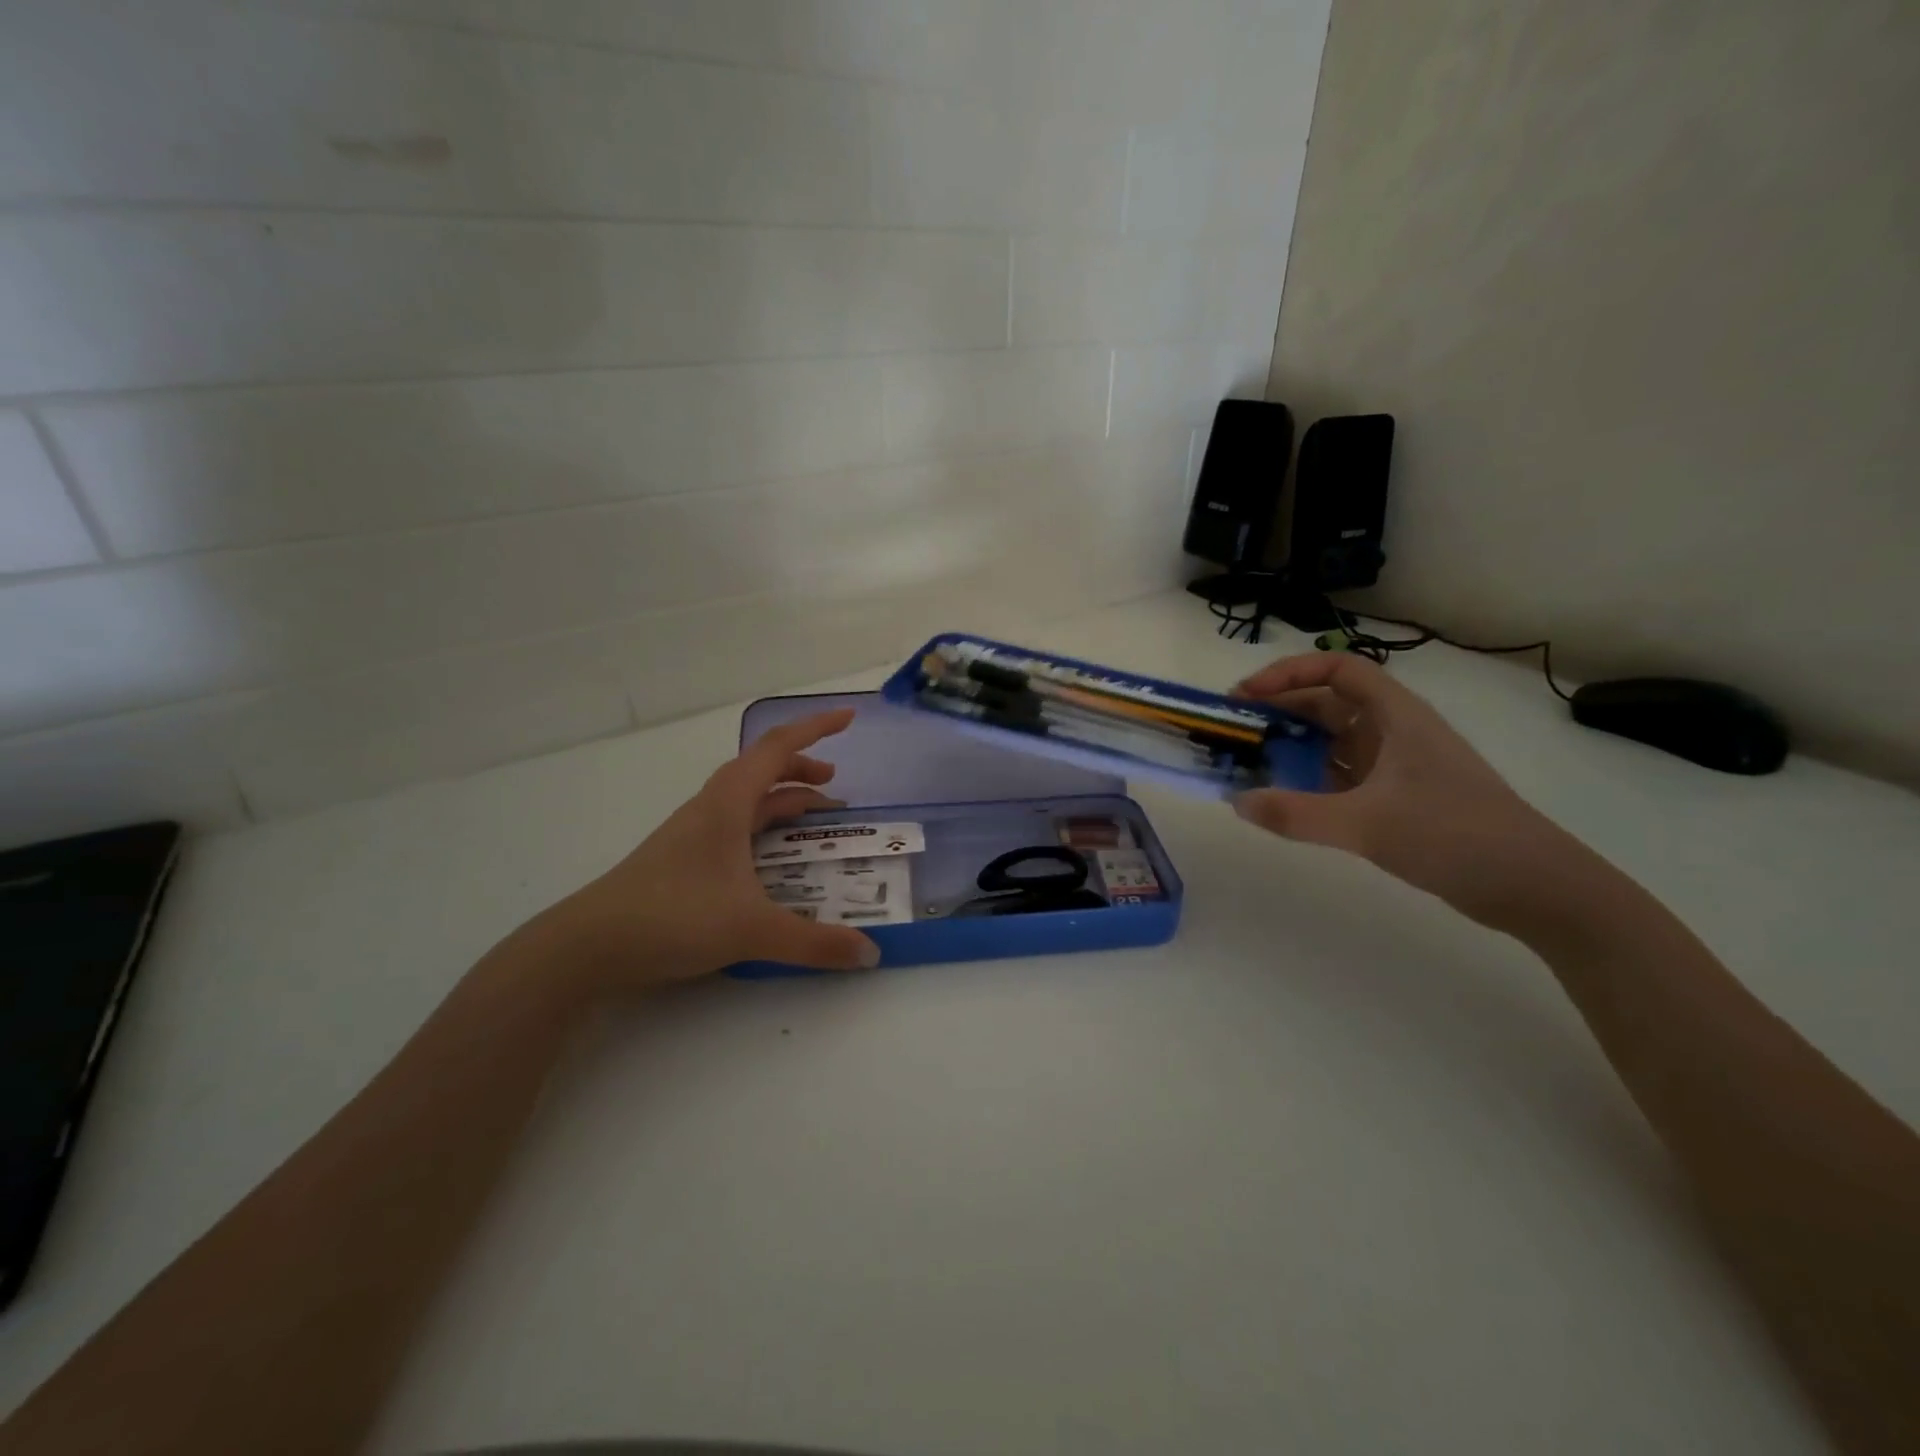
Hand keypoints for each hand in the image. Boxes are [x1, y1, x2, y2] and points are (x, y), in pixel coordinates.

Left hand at [530, 708, 881, 995]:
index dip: (816, 729)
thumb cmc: (672, 917)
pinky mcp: (684, 859)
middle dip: (804, 771)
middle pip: (763, 770)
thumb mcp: (752, 930)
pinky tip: (773, 862)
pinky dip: (765, 829)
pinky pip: (736, 827)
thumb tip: (870, 954)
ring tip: (815, 823)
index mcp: (729, 803)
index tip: (848, 719)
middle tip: (837, 790)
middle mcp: (711, 808)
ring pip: (748, 800)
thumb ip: (815, 942)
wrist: (588, 946)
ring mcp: (694, 833)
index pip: (778, 748)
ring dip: (784, 801)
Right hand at [1231, 653, 1569, 926]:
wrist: (1533, 886)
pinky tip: (1284, 796)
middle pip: (1328, 704)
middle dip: (1279, 711)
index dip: (1289, 673)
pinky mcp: (1397, 798)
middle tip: (1234, 731)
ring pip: (1333, 741)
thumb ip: (1296, 813)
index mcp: (1396, 716)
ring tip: (1248, 762)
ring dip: (1292, 746)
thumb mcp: (1367, 823)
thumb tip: (1237, 801)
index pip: (1337, 670)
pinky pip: (1341, 776)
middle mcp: (1394, 732)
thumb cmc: (1454, 835)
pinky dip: (1309, 779)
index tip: (1247, 696)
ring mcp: (1397, 767)